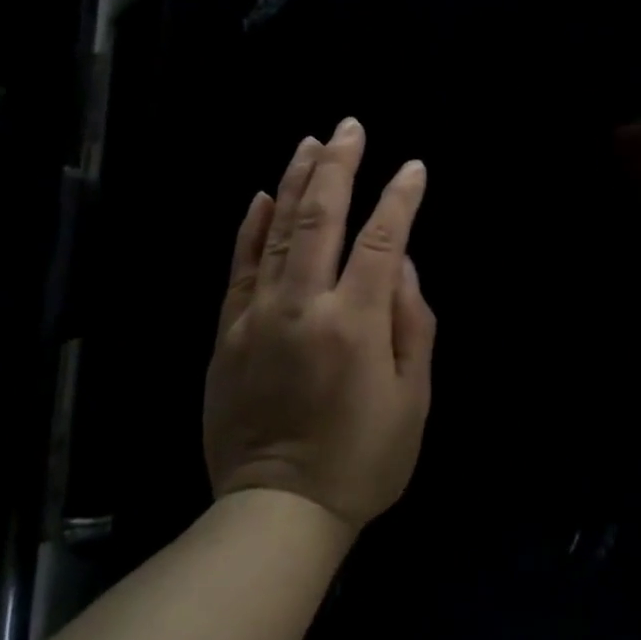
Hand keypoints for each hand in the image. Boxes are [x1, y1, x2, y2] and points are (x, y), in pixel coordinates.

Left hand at [203, 118, 435, 532]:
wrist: (277, 512)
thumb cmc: (363, 459)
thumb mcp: (413, 399)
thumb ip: (414, 324)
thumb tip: (404, 266)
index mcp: (356, 323)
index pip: (383, 240)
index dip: (401, 198)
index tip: (413, 167)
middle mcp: (303, 306)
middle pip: (322, 218)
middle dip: (340, 166)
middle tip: (350, 126)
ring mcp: (257, 317)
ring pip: (276, 231)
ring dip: (296, 181)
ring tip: (311, 142)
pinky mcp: (226, 334)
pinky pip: (239, 268)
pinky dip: (251, 228)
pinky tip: (262, 197)